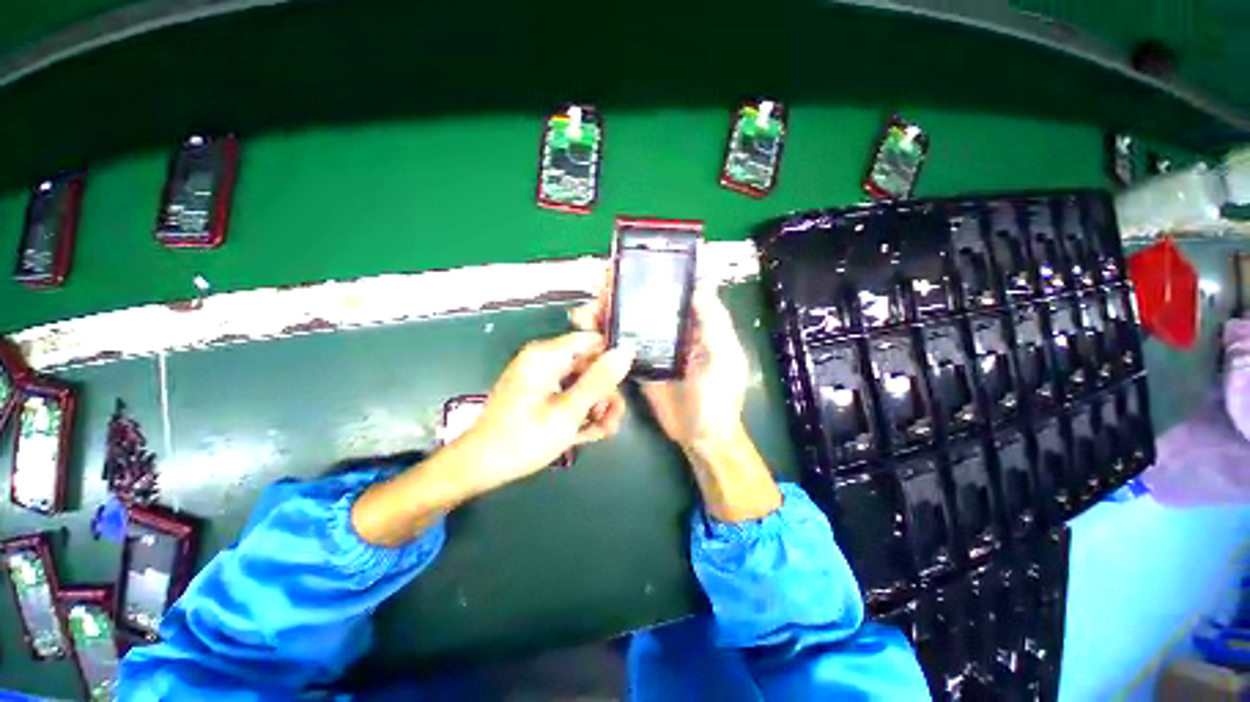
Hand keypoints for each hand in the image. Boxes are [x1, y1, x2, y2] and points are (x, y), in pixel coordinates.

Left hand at [457, 332, 633, 492]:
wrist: (482, 466)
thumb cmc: (524, 438)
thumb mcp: (568, 411)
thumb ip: (599, 381)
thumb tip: (625, 352)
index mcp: (546, 355)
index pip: (592, 340)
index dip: (611, 359)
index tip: (623, 384)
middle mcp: (545, 360)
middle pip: (590, 365)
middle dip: (604, 393)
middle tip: (612, 421)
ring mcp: (542, 377)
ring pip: (582, 382)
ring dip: (596, 406)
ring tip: (602, 432)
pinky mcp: (541, 392)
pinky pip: (569, 393)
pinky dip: (580, 411)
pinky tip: (586, 433)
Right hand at [571, 282, 779, 522]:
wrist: (700, 438)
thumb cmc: (719, 400)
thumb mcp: (725, 360)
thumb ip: (714, 324)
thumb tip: (700, 282)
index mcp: (695, 323)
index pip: (673, 290)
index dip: (654, 273)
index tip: (630, 261)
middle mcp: (672, 330)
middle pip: (644, 303)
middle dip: (621, 290)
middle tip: (598, 282)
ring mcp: (653, 348)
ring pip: (628, 322)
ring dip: (607, 312)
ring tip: (585, 310)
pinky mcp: (638, 366)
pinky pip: (619, 347)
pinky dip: (603, 338)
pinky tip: (587, 332)